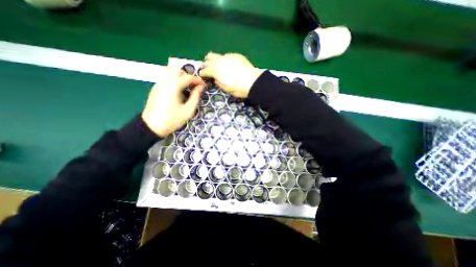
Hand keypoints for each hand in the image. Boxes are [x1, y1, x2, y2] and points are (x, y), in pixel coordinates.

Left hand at [141, 67, 204, 137]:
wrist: (152, 126)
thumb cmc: (172, 119)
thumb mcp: (188, 110)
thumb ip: (195, 97)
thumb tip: (201, 87)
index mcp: (173, 86)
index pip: (188, 77)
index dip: (198, 80)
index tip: (204, 85)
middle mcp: (164, 81)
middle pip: (177, 69)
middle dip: (188, 75)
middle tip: (194, 84)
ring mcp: (158, 83)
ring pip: (169, 71)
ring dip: (180, 75)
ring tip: (186, 86)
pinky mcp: (155, 88)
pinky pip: (165, 77)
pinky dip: (173, 78)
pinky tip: (177, 89)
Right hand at [199, 52, 261, 97]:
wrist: (252, 82)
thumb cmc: (237, 88)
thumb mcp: (225, 88)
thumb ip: (217, 81)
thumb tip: (215, 78)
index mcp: (215, 70)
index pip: (204, 70)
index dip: (202, 74)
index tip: (203, 77)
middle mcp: (219, 60)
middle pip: (208, 58)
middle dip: (206, 64)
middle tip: (209, 69)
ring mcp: (228, 56)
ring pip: (217, 55)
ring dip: (215, 60)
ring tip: (218, 66)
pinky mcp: (236, 55)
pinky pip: (227, 56)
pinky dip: (225, 60)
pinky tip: (230, 65)